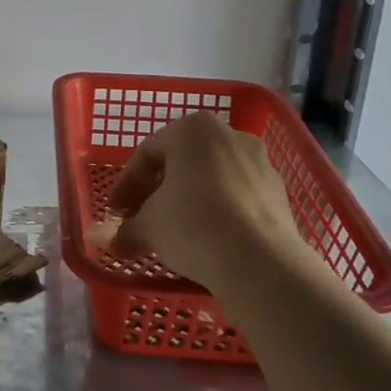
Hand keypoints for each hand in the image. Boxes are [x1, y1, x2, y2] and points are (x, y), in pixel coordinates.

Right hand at [94, 112, 302, 293]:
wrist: (261, 262)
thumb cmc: (192, 224)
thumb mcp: (148, 226)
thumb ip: (126, 229)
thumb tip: (111, 242)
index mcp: (192, 129)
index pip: (148, 152)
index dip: (126, 184)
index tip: (116, 212)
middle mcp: (229, 135)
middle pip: (181, 163)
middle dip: (157, 192)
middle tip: (140, 220)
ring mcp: (260, 163)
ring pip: (211, 179)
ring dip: (188, 202)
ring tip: (173, 234)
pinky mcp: (279, 194)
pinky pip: (237, 198)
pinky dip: (218, 213)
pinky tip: (207, 241)